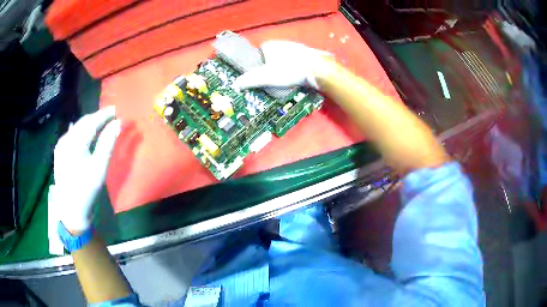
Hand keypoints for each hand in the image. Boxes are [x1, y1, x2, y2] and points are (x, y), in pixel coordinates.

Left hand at [49, 107, 120, 232]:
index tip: (117, 108)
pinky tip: (86, 132)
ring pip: (77, 127)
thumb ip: (108, 143)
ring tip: (101, 122)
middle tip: (111, 115)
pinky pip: (72, 134)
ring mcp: (61, 145)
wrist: (71, 211)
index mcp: (74, 142)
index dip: (105, 114)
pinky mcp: (59, 151)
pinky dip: (82, 131)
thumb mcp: (99, 168)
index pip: (92, 121)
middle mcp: (65, 139)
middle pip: (83, 122)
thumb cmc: (86, 191)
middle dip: (97, 117)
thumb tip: (118, 123)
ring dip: (90, 123)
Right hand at [233, 40, 330, 89]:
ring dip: (283, 67)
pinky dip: (294, 67)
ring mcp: (295, 46)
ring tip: (286, 79)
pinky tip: (297, 76)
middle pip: (271, 56)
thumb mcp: (266, 77)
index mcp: (270, 44)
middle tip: (274, 79)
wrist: (317, 68)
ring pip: (284, 58)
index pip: (259, 53)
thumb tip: (234, 84)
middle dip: (271, 66)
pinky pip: (295, 60)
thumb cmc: (289, 70)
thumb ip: (250, 80)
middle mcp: (281, 42)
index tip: (262, 75)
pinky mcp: (306, 53)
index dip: (259, 64)